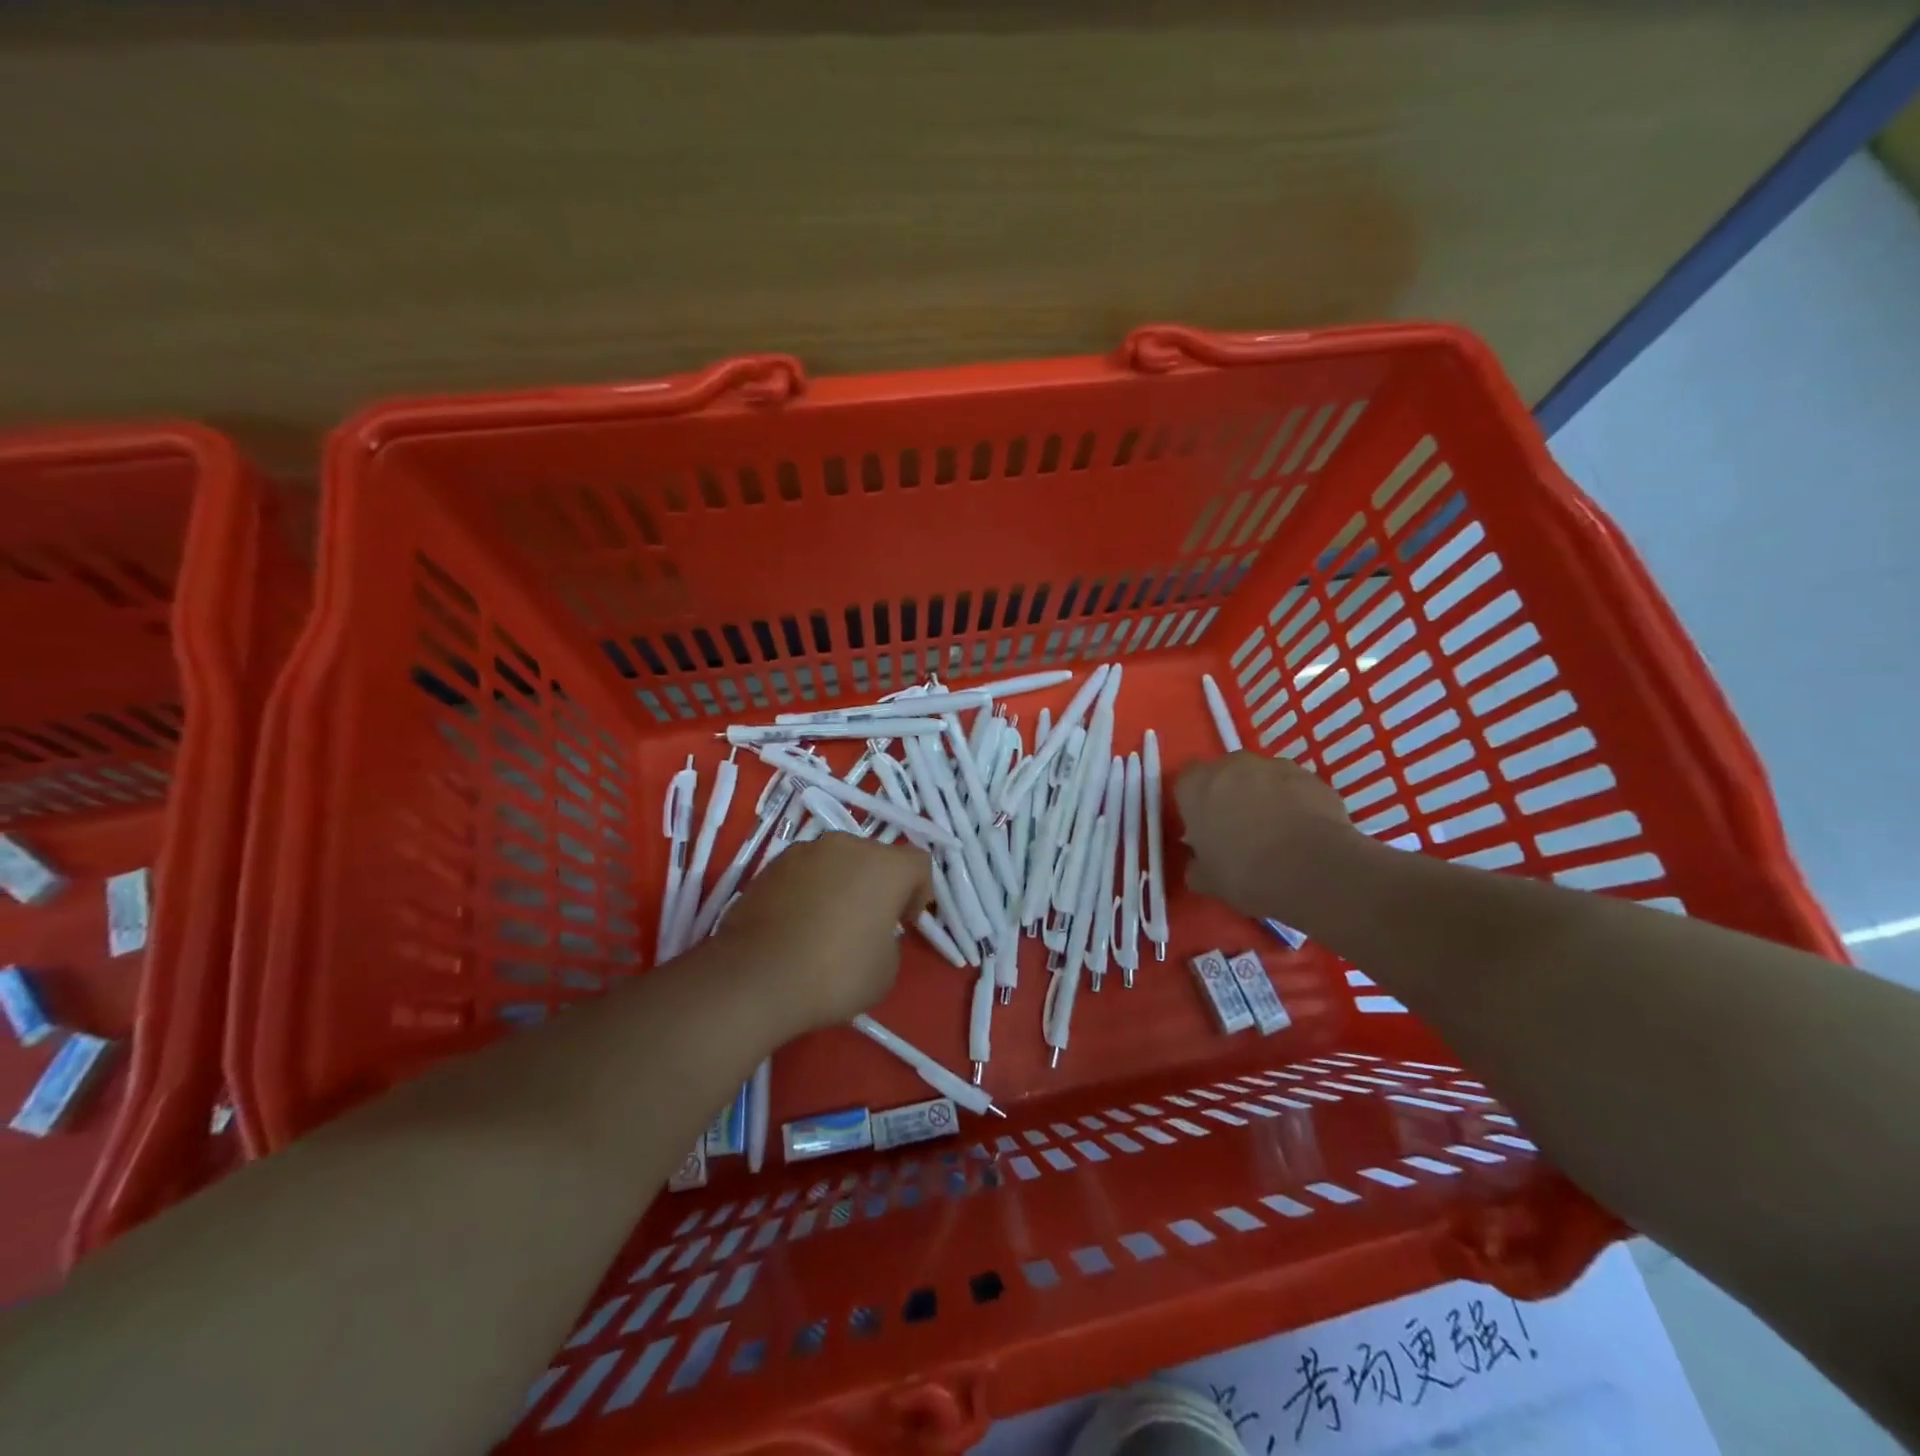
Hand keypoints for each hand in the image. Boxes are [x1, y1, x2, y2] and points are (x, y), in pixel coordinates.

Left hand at [713, 833, 932, 1033]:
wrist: (754, 978)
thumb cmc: (835, 974)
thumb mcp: (886, 970)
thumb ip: (889, 940)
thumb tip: (871, 932)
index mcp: (884, 864)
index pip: (919, 863)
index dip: (919, 893)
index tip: (904, 924)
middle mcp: (845, 846)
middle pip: (874, 857)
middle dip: (877, 885)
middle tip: (869, 924)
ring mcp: (802, 852)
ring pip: (835, 863)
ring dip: (840, 885)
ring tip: (827, 926)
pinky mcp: (768, 867)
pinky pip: (802, 875)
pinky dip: (807, 892)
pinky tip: (797, 928)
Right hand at [1175, 752, 1355, 919]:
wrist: (1312, 870)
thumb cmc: (1245, 872)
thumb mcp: (1207, 880)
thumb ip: (1196, 864)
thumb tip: (1199, 862)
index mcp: (1196, 785)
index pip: (1186, 782)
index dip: (1195, 804)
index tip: (1204, 828)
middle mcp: (1232, 765)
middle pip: (1225, 775)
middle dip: (1230, 796)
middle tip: (1239, 831)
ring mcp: (1276, 766)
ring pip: (1262, 779)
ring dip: (1265, 797)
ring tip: (1278, 834)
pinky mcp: (1312, 777)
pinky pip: (1295, 788)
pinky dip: (1297, 803)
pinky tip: (1304, 833)